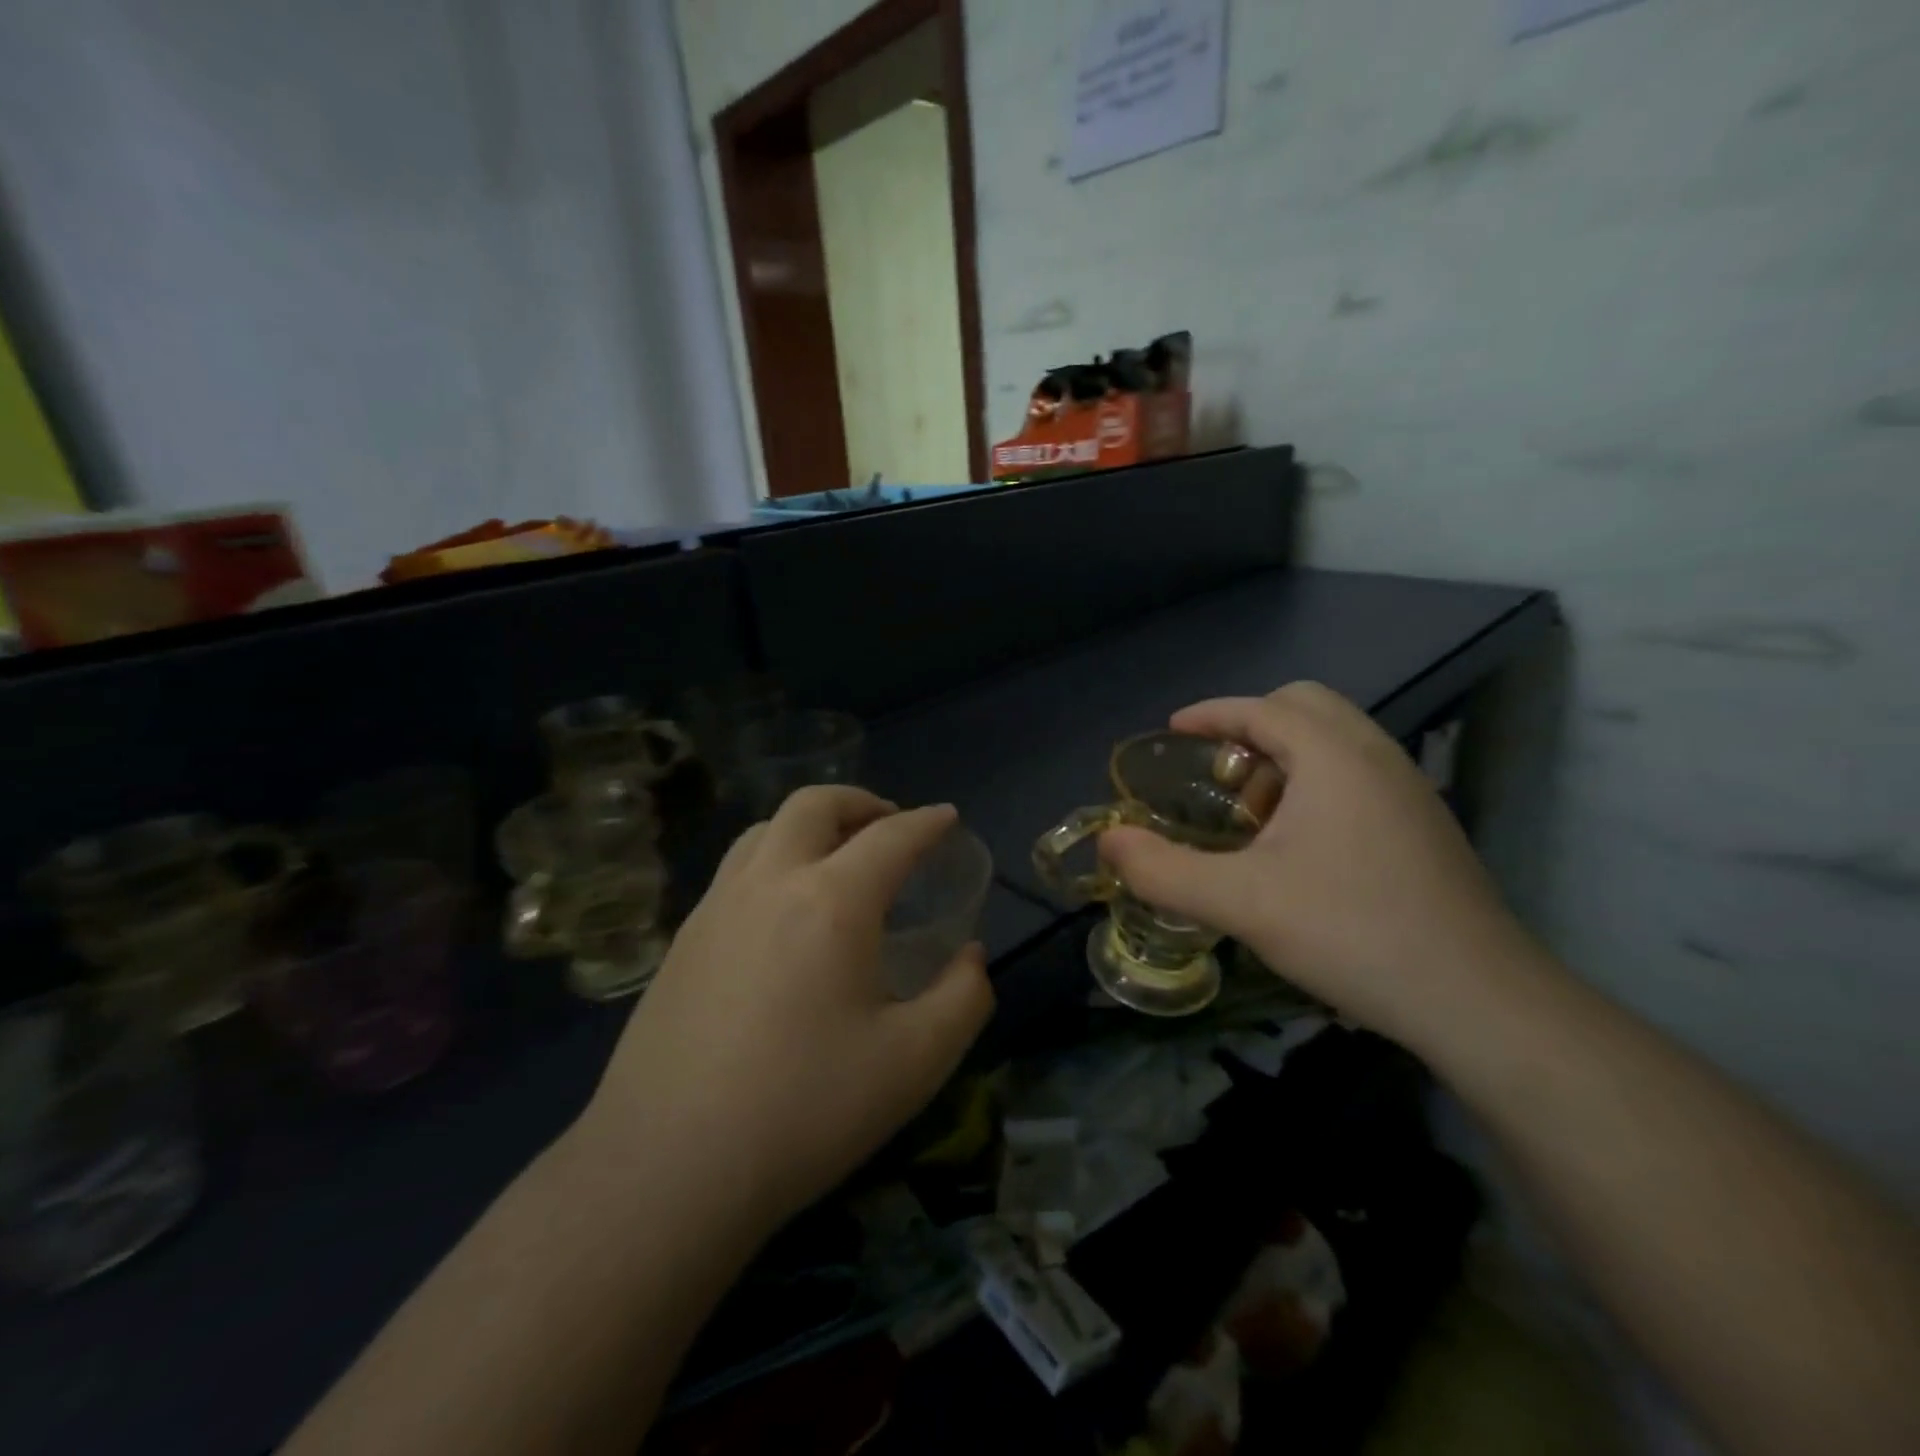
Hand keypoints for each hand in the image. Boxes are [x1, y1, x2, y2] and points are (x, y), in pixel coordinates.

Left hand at [583, 788, 993, 1226]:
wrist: (667, 1169)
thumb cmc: (805, 1110)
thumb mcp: (915, 1063)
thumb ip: (963, 998)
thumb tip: (969, 955)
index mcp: (831, 902)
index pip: (891, 837)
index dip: (928, 822)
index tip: (947, 818)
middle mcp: (770, 883)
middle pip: (814, 805)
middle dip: (861, 802)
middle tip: (891, 826)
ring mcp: (715, 907)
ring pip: (765, 830)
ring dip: (810, 826)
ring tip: (837, 859)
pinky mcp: (681, 940)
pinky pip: (736, 870)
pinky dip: (773, 859)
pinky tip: (783, 913)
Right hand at [1099, 683, 1536, 1043]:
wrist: (1477, 999)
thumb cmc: (1351, 930)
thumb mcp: (1240, 902)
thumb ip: (1163, 870)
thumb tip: (1108, 843)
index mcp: (1335, 756)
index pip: (1263, 707)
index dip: (1211, 714)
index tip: (1172, 732)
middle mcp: (1377, 756)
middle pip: (1304, 709)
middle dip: (1251, 731)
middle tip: (1219, 779)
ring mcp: (1409, 790)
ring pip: (1335, 743)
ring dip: (1284, 762)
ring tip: (1252, 821)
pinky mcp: (1424, 825)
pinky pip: (1357, 775)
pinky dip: (1315, 786)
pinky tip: (1298, 851)